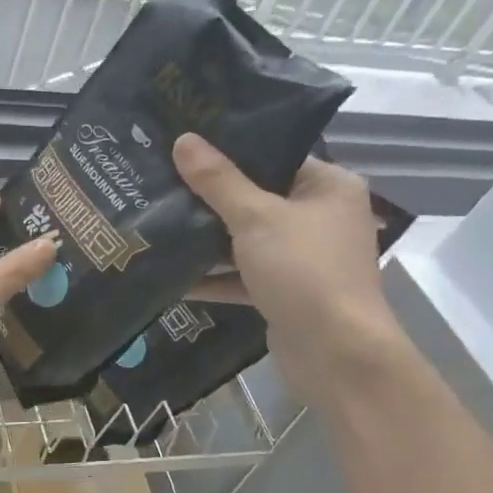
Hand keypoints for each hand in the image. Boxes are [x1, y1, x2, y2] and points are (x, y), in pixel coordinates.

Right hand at [174, 133, 407, 405]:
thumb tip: (184, 140)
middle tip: (162, 183)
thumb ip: (218, 181)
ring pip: (246, 240)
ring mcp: (302, 259)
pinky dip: (214, 278)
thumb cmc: (303, 271)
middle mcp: (319, 218)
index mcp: (328, 187)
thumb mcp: (255, 218)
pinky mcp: (285, 293)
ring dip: (207, 241)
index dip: (231, 151)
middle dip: (209, 199)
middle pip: (256, 199)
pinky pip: (243, 276)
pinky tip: (172, 277)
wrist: (334, 352)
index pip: (275, 157)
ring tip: (158, 225)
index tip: (185, 148)